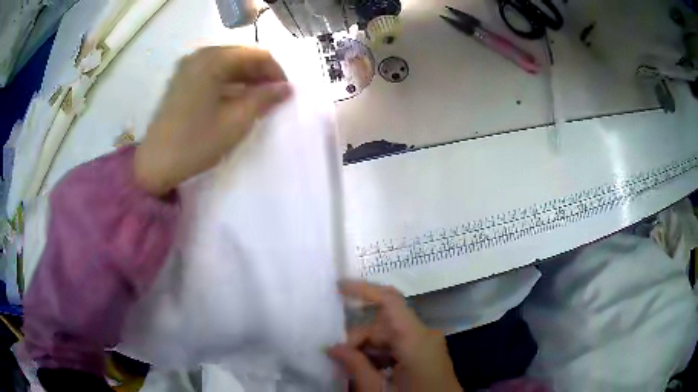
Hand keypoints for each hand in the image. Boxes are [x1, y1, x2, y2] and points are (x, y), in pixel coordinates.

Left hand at [134, 46, 291, 195]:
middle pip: (241, 55)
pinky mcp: (181, 79)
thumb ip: (264, 99)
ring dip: (246, 78)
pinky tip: (235, 99)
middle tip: (273, 97)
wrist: (155, 164)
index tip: (285, 93)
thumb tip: (287, 88)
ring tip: (256, 100)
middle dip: (261, 74)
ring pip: (227, 63)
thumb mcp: (235, 122)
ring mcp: (188, 66)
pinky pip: (213, 72)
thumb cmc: (195, 143)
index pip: (256, 54)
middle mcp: (200, 55)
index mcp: (213, 60)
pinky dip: (228, 82)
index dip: (276, 71)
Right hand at [328, 281, 461, 391]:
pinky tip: (370, 373)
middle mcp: (424, 335)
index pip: (390, 301)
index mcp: (416, 340)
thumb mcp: (379, 390)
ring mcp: (428, 344)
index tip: (338, 287)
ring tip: (352, 371)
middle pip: (384, 324)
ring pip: (389, 336)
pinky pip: (399, 346)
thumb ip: (356, 367)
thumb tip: (333, 347)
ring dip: (368, 350)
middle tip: (338, 360)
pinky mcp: (427, 353)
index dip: (364, 289)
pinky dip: (381, 356)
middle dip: (358, 339)